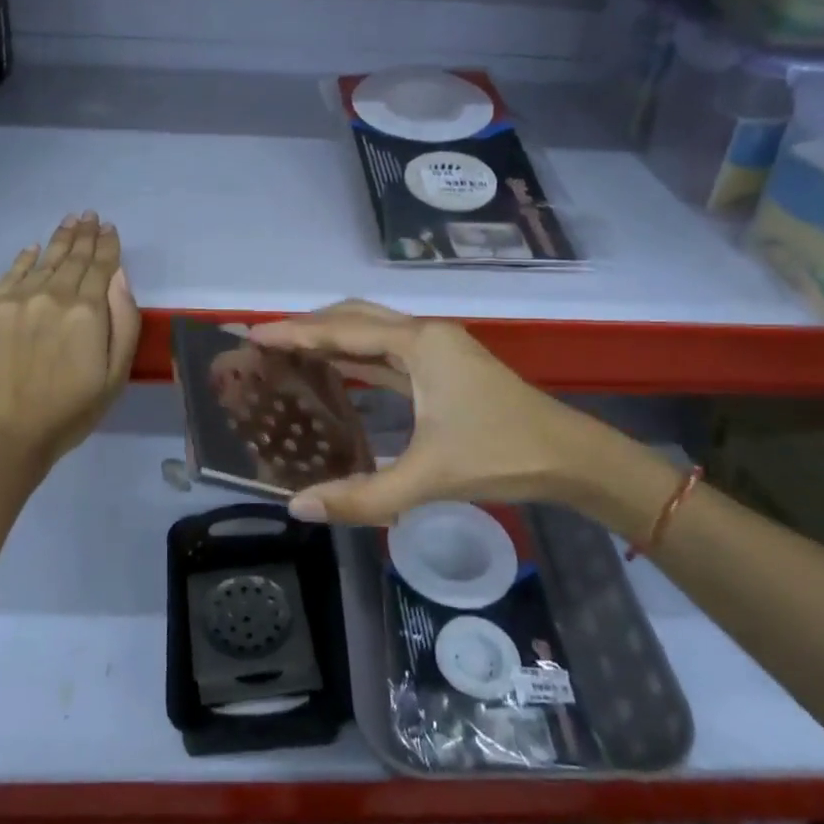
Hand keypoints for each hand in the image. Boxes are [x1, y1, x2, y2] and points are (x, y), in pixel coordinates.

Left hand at [0, 214, 140, 470]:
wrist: (6, 435)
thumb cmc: (71, 411)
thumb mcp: (116, 373)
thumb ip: (123, 320)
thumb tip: (119, 276)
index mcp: (87, 310)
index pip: (101, 267)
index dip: (107, 246)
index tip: (110, 228)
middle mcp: (51, 295)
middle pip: (72, 257)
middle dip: (84, 235)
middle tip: (89, 215)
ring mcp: (14, 300)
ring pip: (42, 260)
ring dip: (58, 240)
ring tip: (69, 221)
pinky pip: (9, 274)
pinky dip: (24, 259)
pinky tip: (32, 249)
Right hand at [248, 300, 588, 525]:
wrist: (570, 456)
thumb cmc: (500, 455)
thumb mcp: (427, 479)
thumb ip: (362, 496)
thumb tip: (299, 507)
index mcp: (419, 345)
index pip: (343, 331)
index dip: (295, 333)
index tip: (253, 335)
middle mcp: (426, 335)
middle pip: (356, 317)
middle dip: (310, 325)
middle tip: (267, 342)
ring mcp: (439, 349)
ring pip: (375, 331)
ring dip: (334, 337)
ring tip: (291, 352)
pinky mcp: (446, 368)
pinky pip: (389, 352)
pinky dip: (358, 356)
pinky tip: (338, 371)